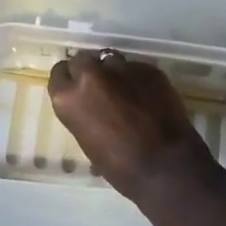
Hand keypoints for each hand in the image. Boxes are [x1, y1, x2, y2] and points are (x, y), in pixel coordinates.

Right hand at [48, 50, 217, 203]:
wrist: (165, 164)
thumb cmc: (120, 166)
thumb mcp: (87, 140)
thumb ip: (83, 112)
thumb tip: (91, 105)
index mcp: (69, 97)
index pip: (59, 73)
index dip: (69, 81)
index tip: (76, 89)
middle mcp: (91, 75)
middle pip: (83, 60)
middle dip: (89, 71)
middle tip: (100, 89)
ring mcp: (121, 67)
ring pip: (110, 59)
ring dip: (113, 72)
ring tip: (125, 90)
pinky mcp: (148, 68)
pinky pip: (136, 68)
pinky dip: (137, 79)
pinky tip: (147, 96)